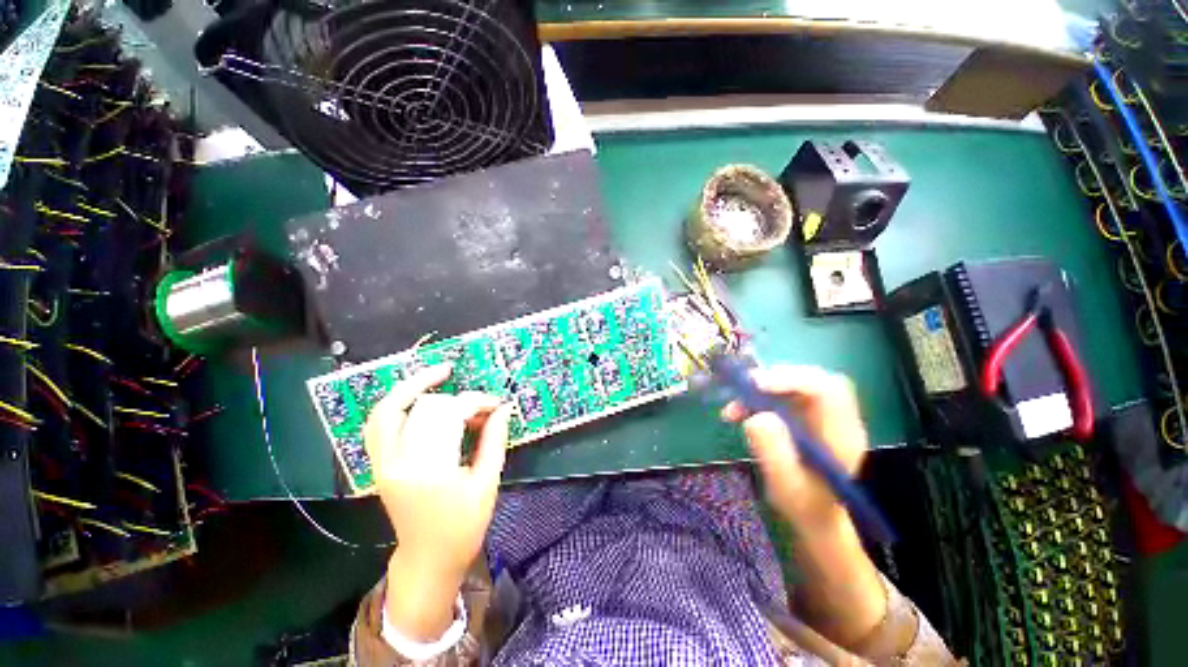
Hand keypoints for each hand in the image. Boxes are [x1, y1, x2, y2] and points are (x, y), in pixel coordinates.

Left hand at [363, 365, 511, 639]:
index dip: (477, 402)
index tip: (497, 404)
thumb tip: (503, 407)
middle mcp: (398, 462)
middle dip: (456, 398)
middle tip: (480, 405)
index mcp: (429, 470)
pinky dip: (396, 403)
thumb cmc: (463, 526)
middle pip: (423, 408)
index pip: (450, 415)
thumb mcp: (487, 483)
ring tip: (440, 373)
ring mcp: (382, 463)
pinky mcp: (379, 464)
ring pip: (387, 409)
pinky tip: (418, 395)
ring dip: (413, 387)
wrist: (428, 559)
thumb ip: (494, 440)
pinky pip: (378, 423)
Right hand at [721, 365, 867, 529]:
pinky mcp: (806, 416)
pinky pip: (783, 395)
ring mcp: (822, 415)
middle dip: (773, 379)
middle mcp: (836, 418)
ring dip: (760, 390)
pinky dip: (758, 398)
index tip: (755, 384)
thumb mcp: (786, 485)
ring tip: (733, 409)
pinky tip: (739, 412)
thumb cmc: (805, 506)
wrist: (817, 517)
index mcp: (841, 435)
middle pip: (811, 379)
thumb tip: (756, 416)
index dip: (791, 379)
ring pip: (794, 384)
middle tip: (741, 390)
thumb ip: (773, 452)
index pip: (827, 389)